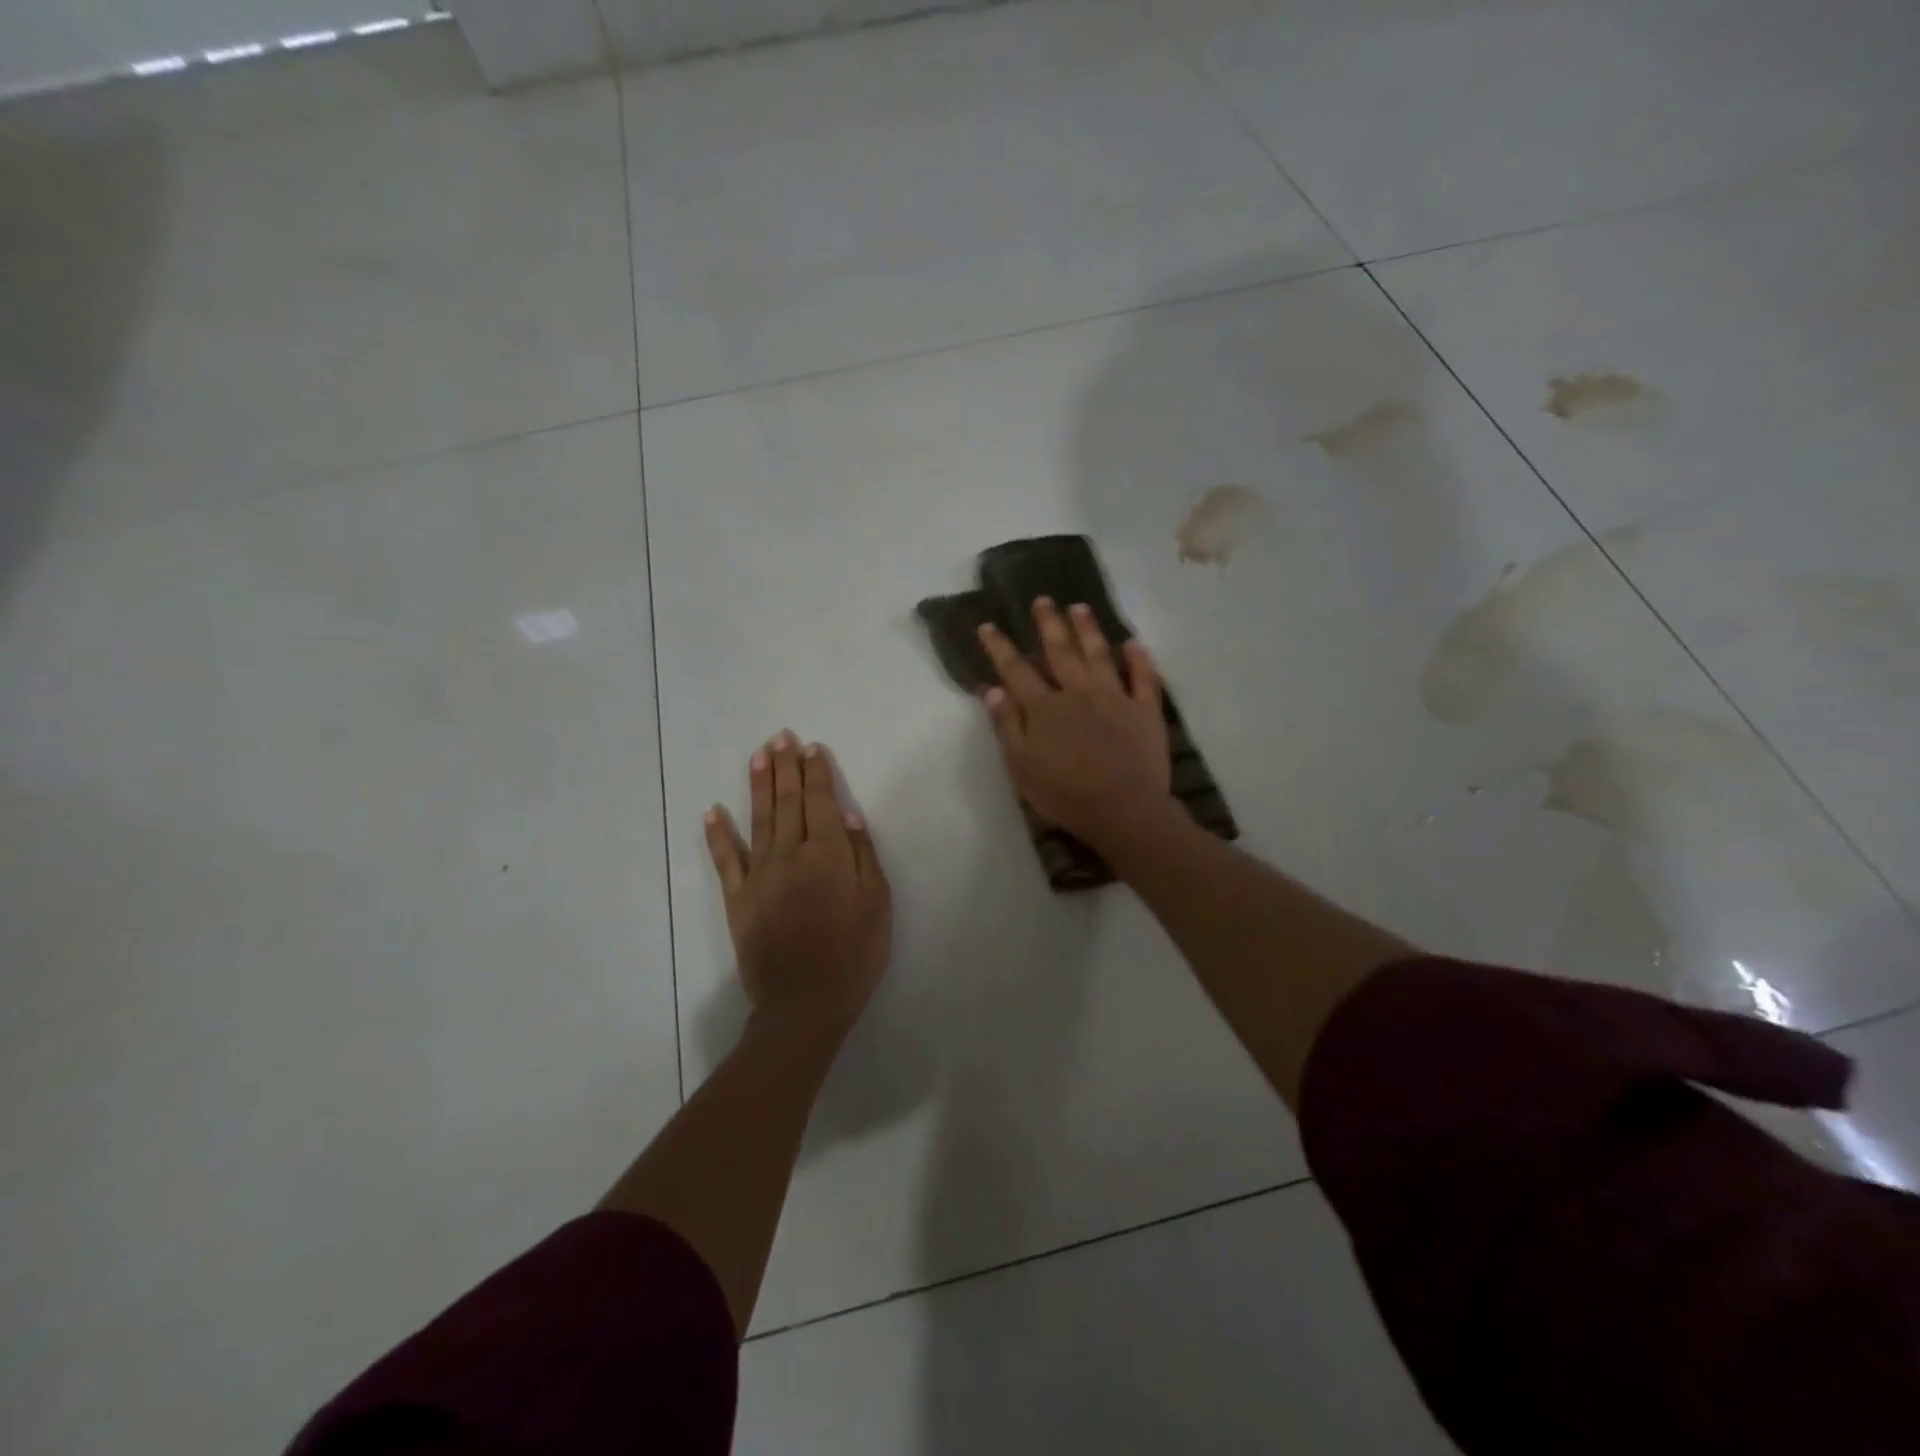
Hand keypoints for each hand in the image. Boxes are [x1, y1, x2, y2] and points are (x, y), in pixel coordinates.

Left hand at [705, 732, 891, 1032]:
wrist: (805, 1004)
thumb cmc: (854, 954)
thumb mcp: (877, 904)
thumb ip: (863, 857)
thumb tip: (848, 817)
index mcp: (828, 854)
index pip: (821, 802)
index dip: (817, 773)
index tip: (811, 747)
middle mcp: (790, 855)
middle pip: (788, 802)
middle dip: (785, 767)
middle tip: (781, 736)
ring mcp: (759, 876)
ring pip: (758, 820)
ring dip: (758, 785)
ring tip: (758, 755)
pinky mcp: (738, 899)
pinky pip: (726, 861)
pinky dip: (718, 835)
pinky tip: (712, 812)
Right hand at [977, 598, 1172, 849]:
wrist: (1123, 811)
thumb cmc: (1064, 795)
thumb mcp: (1021, 767)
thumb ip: (1006, 725)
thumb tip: (992, 688)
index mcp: (1045, 708)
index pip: (1017, 670)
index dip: (1000, 647)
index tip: (988, 625)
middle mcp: (1078, 693)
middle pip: (1061, 652)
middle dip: (1049, 624)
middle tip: (1043, 600)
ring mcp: (1115, 698)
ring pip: (1100, 655)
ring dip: (1088, 629)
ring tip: (1080, 607)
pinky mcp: (1145, 711)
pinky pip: (1144, 678)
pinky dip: (1139, 659)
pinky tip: (1134, 643)